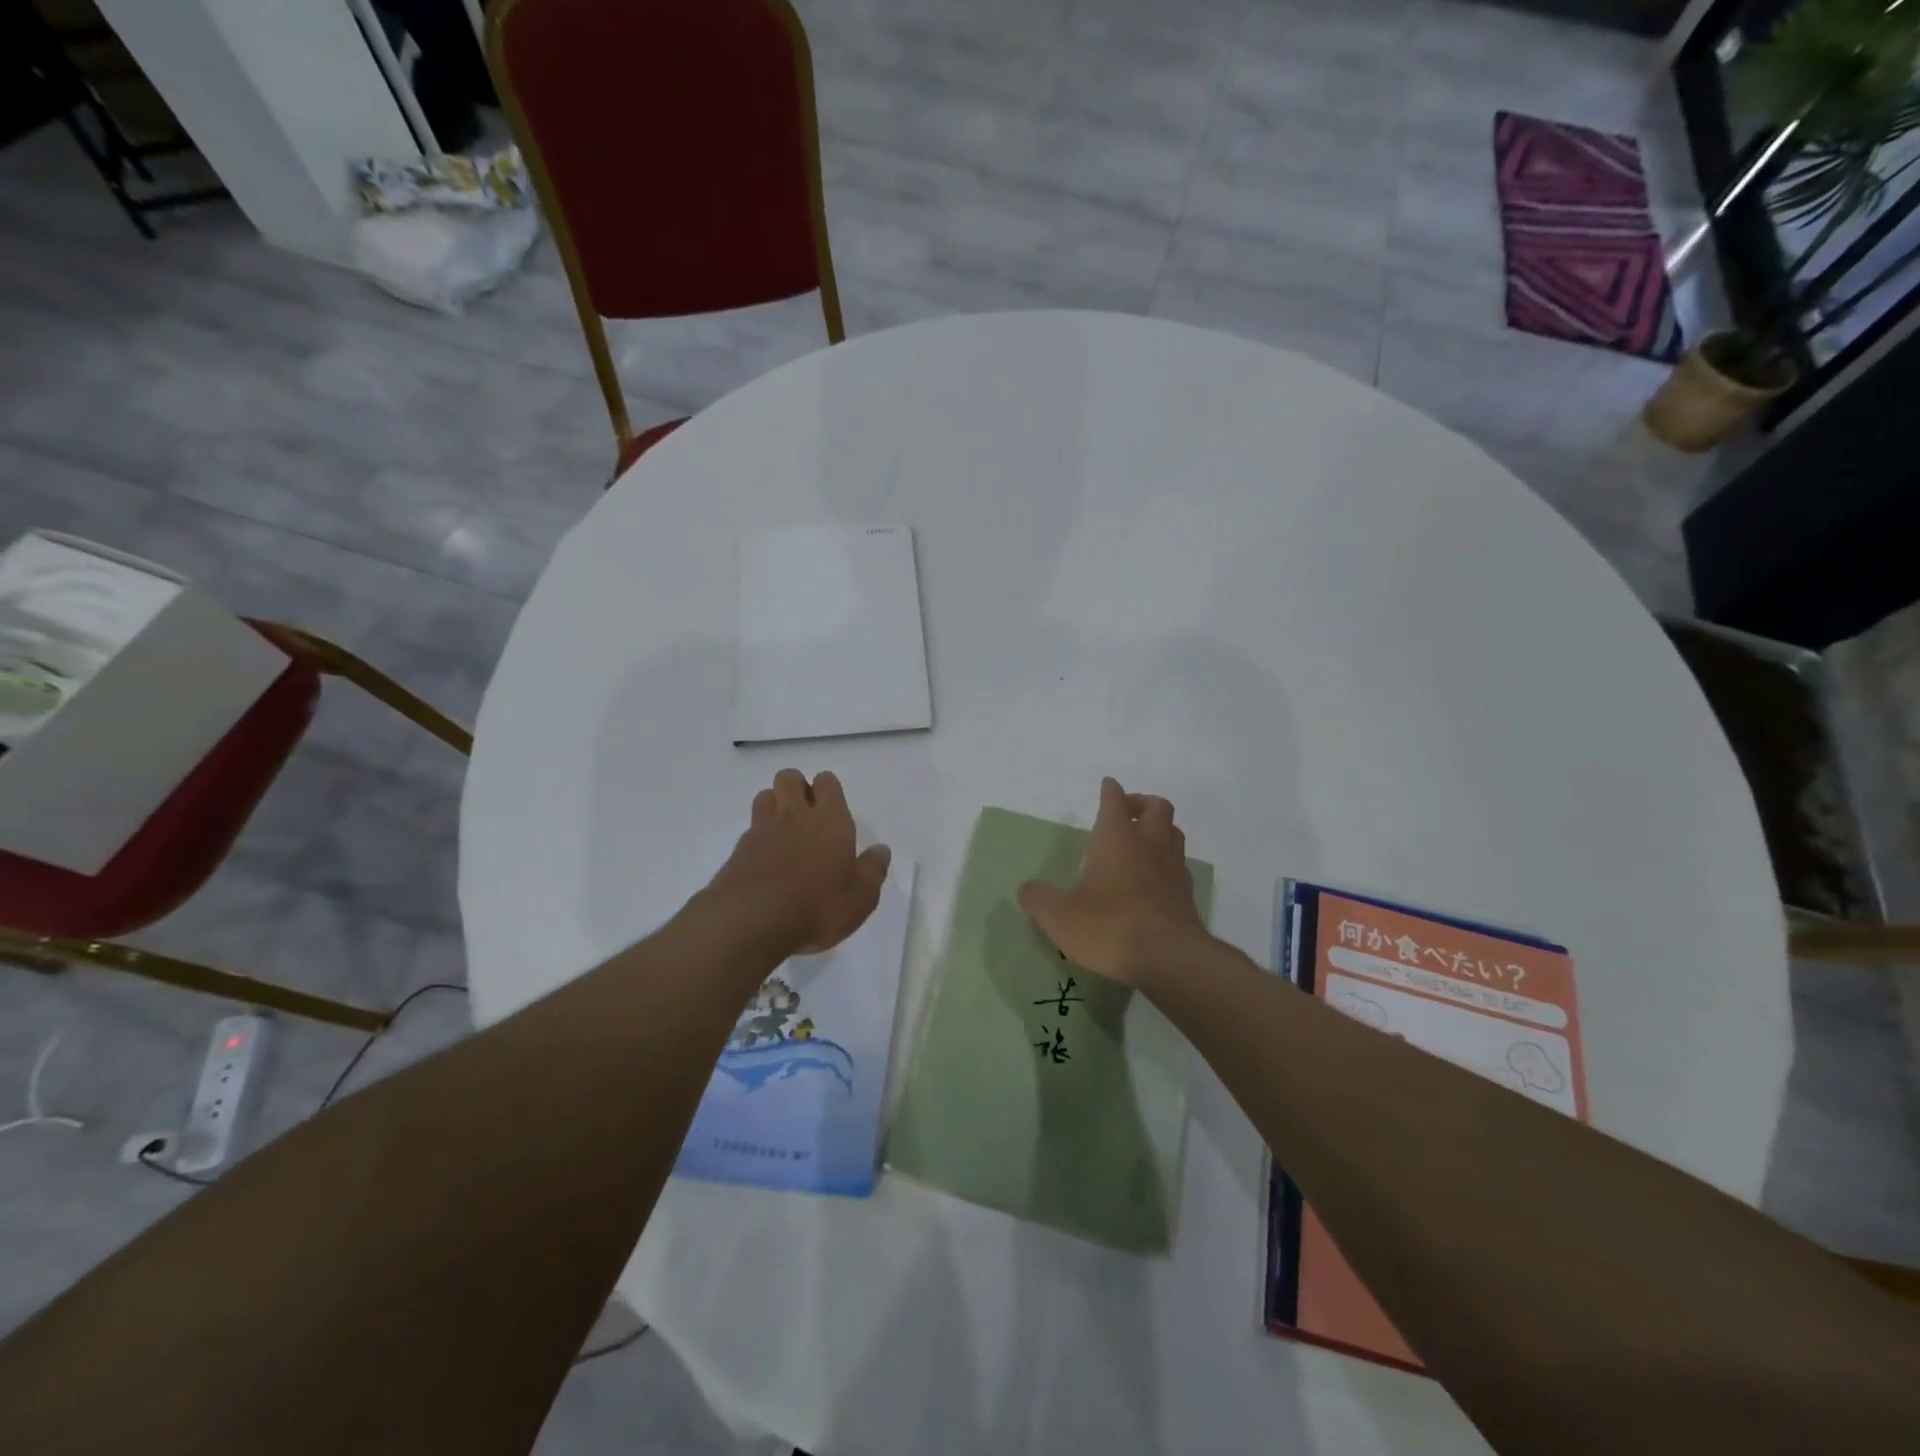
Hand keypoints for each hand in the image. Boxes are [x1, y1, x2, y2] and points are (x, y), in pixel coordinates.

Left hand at [706, 770, 891, 957]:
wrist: (752, 922)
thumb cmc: (818, 908)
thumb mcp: (860, 898)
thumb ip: (873, 870)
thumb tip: (881, 850)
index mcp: (830, 820)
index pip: (827, 782)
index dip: (828, 789)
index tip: (832, 809)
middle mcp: (795, 816)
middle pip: (790, 778)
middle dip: (797, 787)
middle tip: (807, 815)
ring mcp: (762, 830)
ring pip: (765, 795)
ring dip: (774, 804)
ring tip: (784, 831)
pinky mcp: (739, 850)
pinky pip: (750, 827)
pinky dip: (758, 834)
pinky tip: (765, 858)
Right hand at [1017, 777, 1206, 986]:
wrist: (1170, 959)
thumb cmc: (1110, 926)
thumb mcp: (1060, 917)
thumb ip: (1039, 899)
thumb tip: (1027, 889)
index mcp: (1116, 838)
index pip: (1114, 801)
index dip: (1110, 791)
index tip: (1107, 784)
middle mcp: (1149, 844)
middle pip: (1156, 807)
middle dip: (1141, 803)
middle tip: (1126, 812)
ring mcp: (1173, 868)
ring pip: (1173, 832)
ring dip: (1159, 829)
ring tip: (1142, 841)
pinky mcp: (1187, 895)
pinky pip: (1179, 864)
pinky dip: (1167, 862)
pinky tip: (1154, 879)